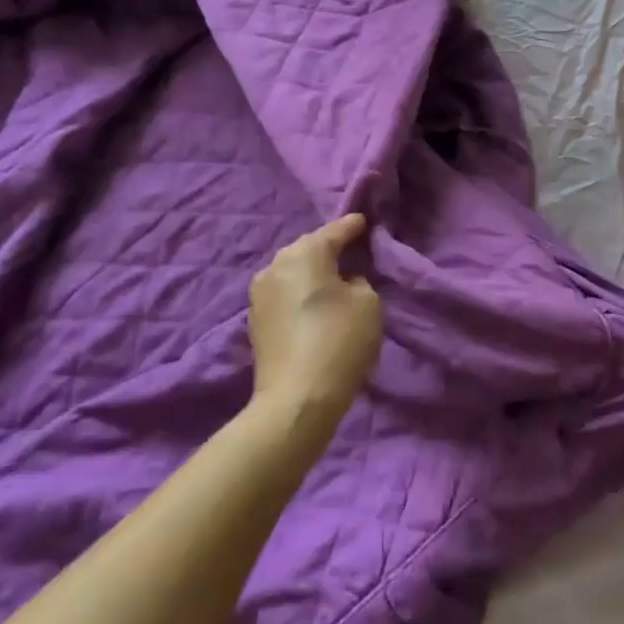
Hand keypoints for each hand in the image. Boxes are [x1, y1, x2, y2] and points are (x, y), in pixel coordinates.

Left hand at [248, 214, 382, 437]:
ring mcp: (259, 293)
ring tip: (338, 281)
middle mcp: (276, 264)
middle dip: (332, 249)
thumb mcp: (369, 302)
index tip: (368, 222)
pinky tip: (317, 304)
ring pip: (295, 271)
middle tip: (356, 253)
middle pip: (310, 248)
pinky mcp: (255, 320)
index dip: (355, 226)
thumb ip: (360, 280)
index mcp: (304, 252)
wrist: (296, 401)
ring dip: (315, 273)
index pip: (336, 229)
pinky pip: (286, 293)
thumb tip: (345, 281)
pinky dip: (302, 293)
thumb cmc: (339, 341)